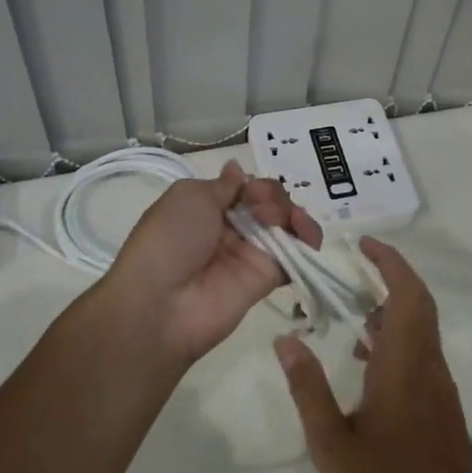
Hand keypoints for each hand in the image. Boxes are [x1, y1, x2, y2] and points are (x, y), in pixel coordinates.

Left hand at [100, 161, 321, 363]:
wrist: (162, 303)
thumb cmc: (170, 240)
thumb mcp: (190, 196)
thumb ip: (224, 185)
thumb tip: (237, 169)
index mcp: (208, 208)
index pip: (246, 187)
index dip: (255, 183)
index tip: (250, 189)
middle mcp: (231, 229)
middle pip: (269, 202)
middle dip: (273, 196)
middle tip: (260, 207)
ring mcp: (251, 253)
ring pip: (285, 224)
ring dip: (291, 212)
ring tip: (280, 219)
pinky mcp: (269, 278)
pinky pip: (297, 255)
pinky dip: (309, 239)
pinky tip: (306, 232)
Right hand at [274, 239, 471, 472]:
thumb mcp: (332, 443)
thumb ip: (308, 389)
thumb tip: (286, 340)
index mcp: (404, 364)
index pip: (406, 293)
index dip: (389, 261)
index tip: (364, 244)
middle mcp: (427, 364)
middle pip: (418, 302)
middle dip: (390, 275)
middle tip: (355, 264)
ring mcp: (439, 384)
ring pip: (420, 327)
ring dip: (392, 307)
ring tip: (351, 311)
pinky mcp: (441, 403)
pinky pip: (420, 351)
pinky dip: (396, 337)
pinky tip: (366, 361)